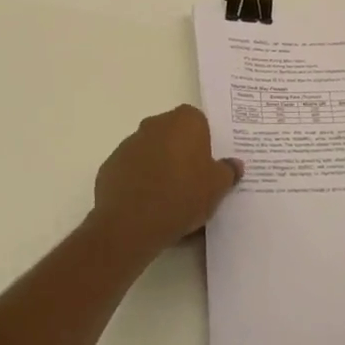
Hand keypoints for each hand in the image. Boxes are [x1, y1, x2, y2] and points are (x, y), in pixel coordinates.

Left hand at [90, 105, 242, 257]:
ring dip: (159, 168)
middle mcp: (155, 124)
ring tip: (169, 201)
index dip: (204, 143)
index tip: (207, 165)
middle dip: (181, 154)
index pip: (198, 122)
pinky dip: (139, 182)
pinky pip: (131, 170)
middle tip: (192, 183)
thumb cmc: (182, 195)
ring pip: (151, 152)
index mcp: (184, 121)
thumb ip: (228, 171)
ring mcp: (129, 144)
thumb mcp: (217, 187)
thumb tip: (234, 165)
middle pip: (173, 135)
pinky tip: (147, 207)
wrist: (132, 223)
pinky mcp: (110, 166)